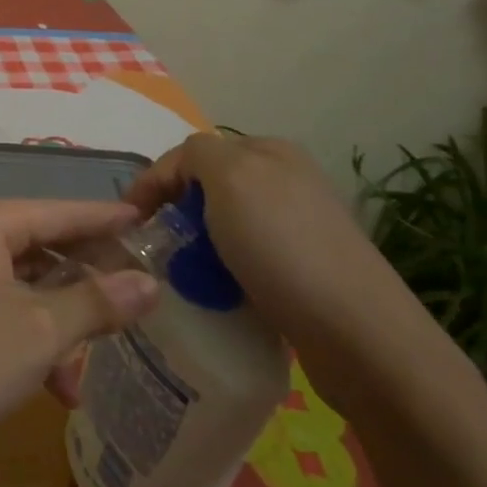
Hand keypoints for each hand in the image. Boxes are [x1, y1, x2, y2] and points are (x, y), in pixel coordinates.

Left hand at [0, 199, 160, 485]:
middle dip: (88, 280)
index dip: (107, 220)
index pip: (61, 212)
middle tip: (138, 300)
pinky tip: (55, 387)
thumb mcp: (40, 333)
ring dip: (61, 323)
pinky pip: (0, 309)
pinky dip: (30, 339)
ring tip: (93, 365)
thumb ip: (97, 303)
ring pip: (24, 285)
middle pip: (43, 247)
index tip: (152, 225)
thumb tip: (148, 282)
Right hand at [126, 132, 444, 411]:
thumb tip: (181, 172)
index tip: (128, 220)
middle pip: (207, 189)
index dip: (154, 181)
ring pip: (223, 226)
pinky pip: (243, 259)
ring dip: (196, 246)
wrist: (358, 335)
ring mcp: (298, 226)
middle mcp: (286, 180)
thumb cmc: (283, 247)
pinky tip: (218, 293)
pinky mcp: (305, 270)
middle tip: (154, 247)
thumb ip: (195, 155)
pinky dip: (222, 271)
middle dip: (175, 213)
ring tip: (182, 275)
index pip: (190, 152)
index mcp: (269, 151)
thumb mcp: (230, 178)